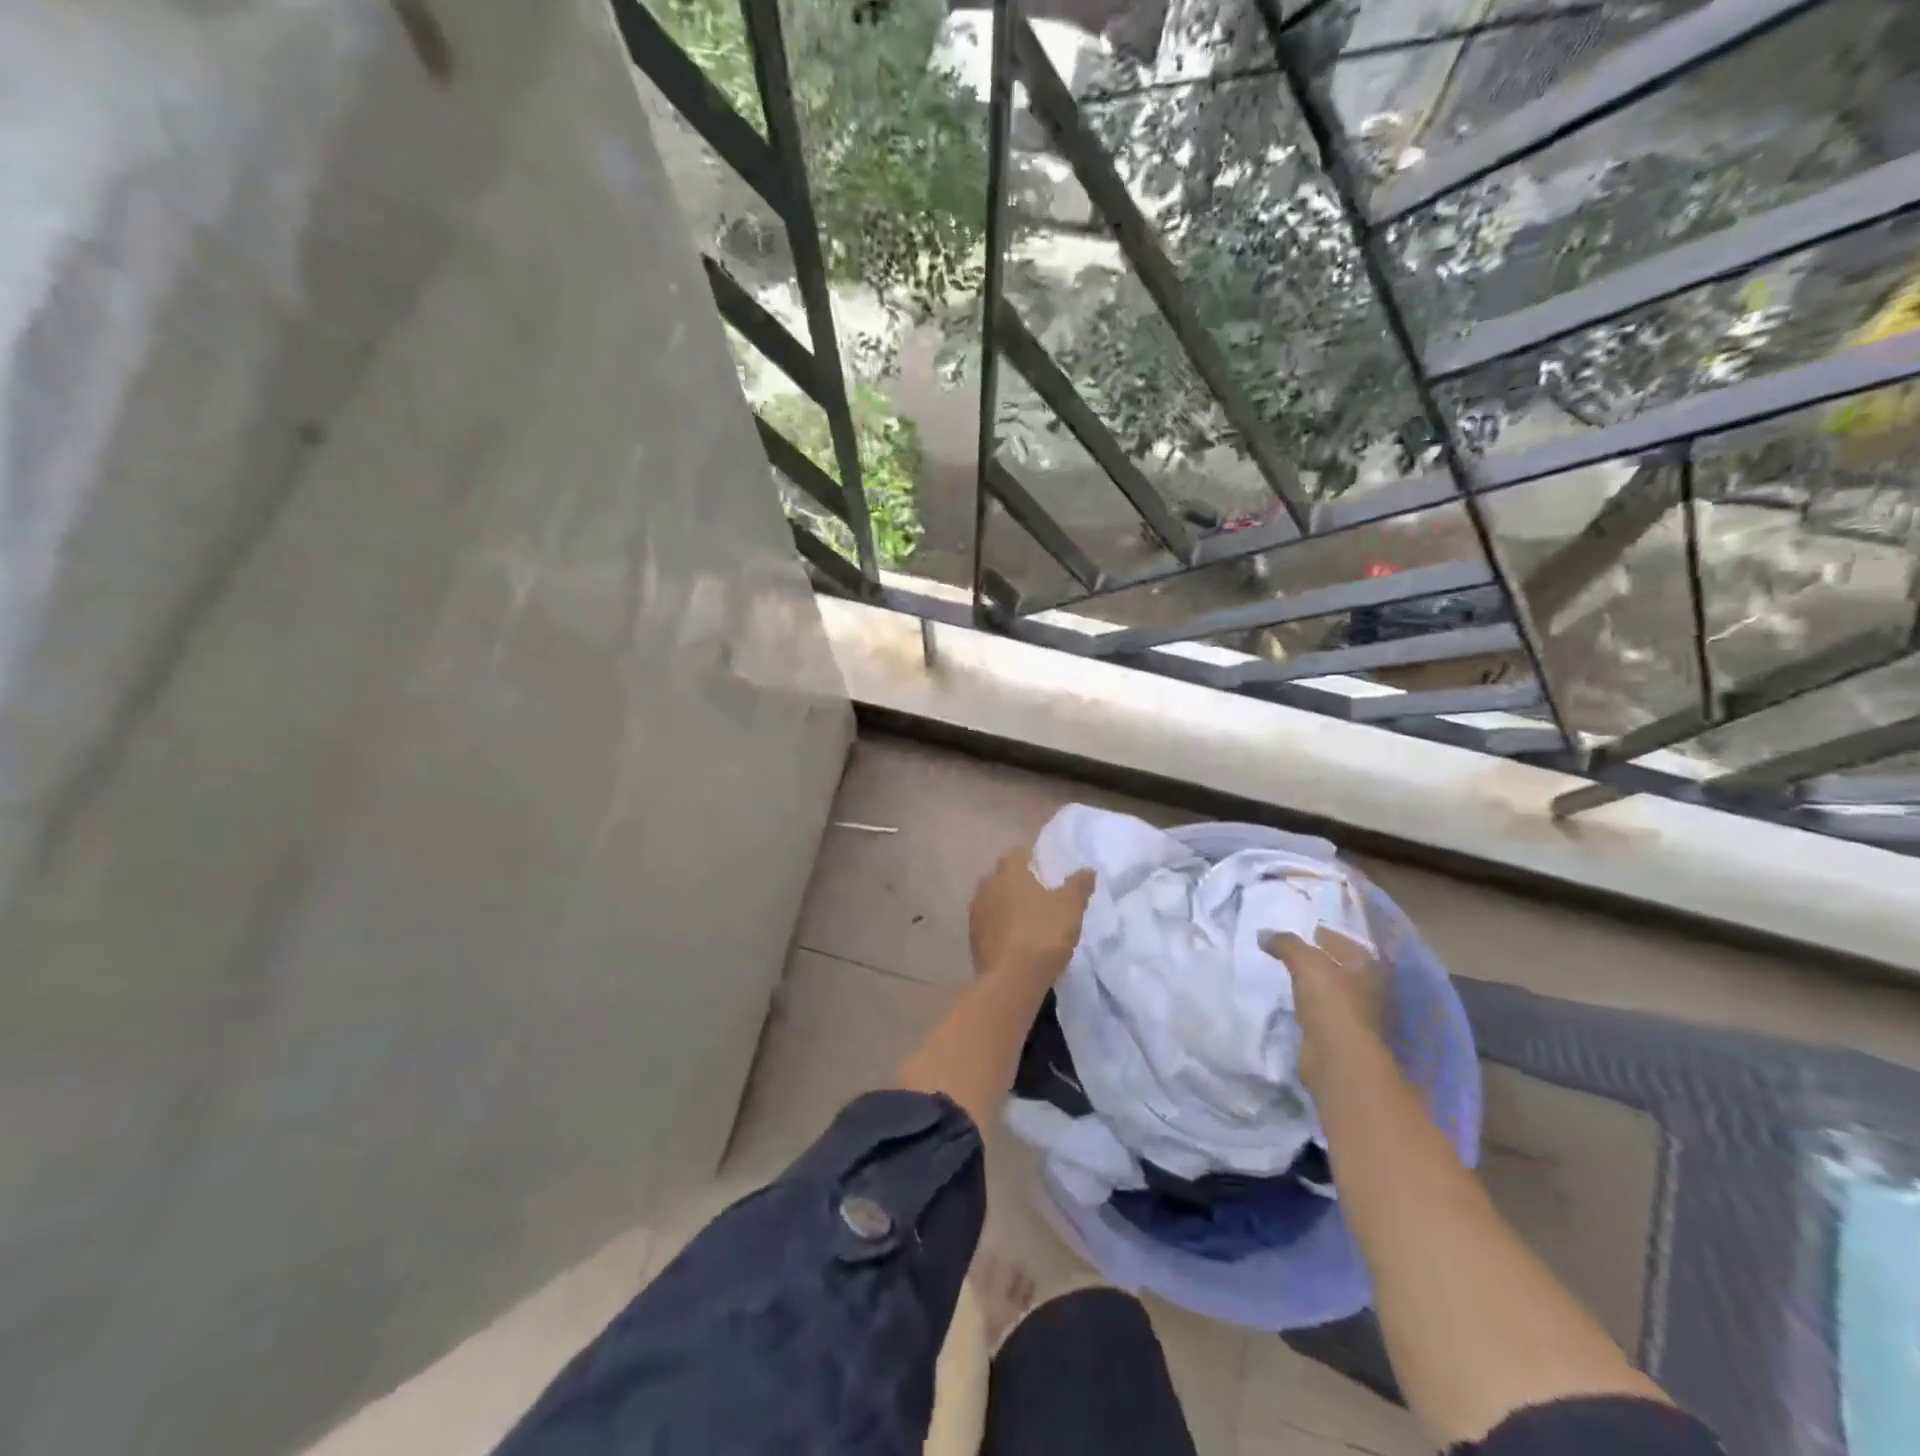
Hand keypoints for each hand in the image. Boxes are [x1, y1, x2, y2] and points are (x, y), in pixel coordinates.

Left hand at [969, 847, 1093, 985]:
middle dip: (1016, 883)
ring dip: (1005, 906)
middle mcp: (987, 886)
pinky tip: (1014, 941)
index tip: (1044, 871)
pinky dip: (999, 928)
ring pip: (992, 901)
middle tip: (1038, 896)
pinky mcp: (972, 939)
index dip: (1030, 860)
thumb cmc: (1043, 934)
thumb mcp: (1070, 907)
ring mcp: (976, 913)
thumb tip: (1087, 870)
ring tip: (1026, 920)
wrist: (1011, 979)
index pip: (1016, 854)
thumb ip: (1079, 885)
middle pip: (1001, 877)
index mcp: (1009, 872)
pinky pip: (988, 925)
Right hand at [1262, 926, 1388, 1086]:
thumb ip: (1286, 944)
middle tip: (1289, 949)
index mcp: (1368, 967)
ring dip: (1312, 982)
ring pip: (1330, 988)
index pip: (1344, 941)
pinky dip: (1308, 1002)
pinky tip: (1290, 998)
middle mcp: (1368, 988)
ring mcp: (1357, 1014)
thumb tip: (1264, 933)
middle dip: (1318, 957)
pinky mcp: (1340, 1035)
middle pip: (1340, 965)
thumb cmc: (1331, 1003)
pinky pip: (1321, 1009)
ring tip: (1286, 971)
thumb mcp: (1306, 963)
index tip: (1302, 928)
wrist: (1338, 1059)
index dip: (1324, 933)